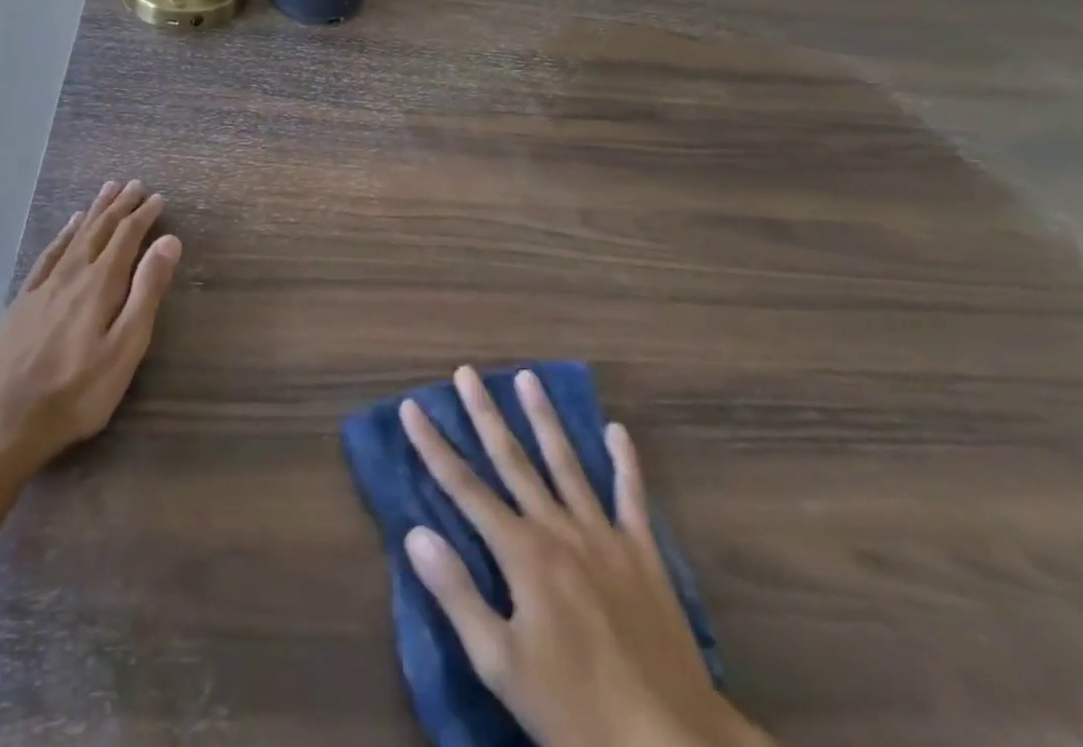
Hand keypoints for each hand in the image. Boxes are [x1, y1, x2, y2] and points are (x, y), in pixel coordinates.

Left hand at [0, 180, 180, 494]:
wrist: (4, 422)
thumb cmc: (77, 391)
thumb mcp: (125, 347)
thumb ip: (147, 292)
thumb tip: (169, 241)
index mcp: (100, 284)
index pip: (127, 237)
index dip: (143, 215)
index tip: (157, 198)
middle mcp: (72, 274)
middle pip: (100, 230)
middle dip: (120, 206)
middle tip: (134, 184)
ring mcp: (43, 286)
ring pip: (75, 237)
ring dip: (94, 212)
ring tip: (106, 190)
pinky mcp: (22, 302)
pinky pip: (48, 255)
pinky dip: (62, 235)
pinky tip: (68, 227)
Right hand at [400, 368, 770, 746]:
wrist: (670, 744)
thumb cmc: (575, 711)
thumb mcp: (501, 665)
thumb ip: (457, 594)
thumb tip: (415, 533)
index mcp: (522, 553)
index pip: (464, 487)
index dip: (433, 446)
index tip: (411, 407)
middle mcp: (558, 529)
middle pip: (513, 460)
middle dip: (485, 414)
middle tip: (467, 372)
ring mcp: (604, 537)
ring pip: (567, 463)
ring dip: (545, 419)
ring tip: (529, 378)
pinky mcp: (644, 555)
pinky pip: (632, 498)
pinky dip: (626, 463)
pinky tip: (619, 431)